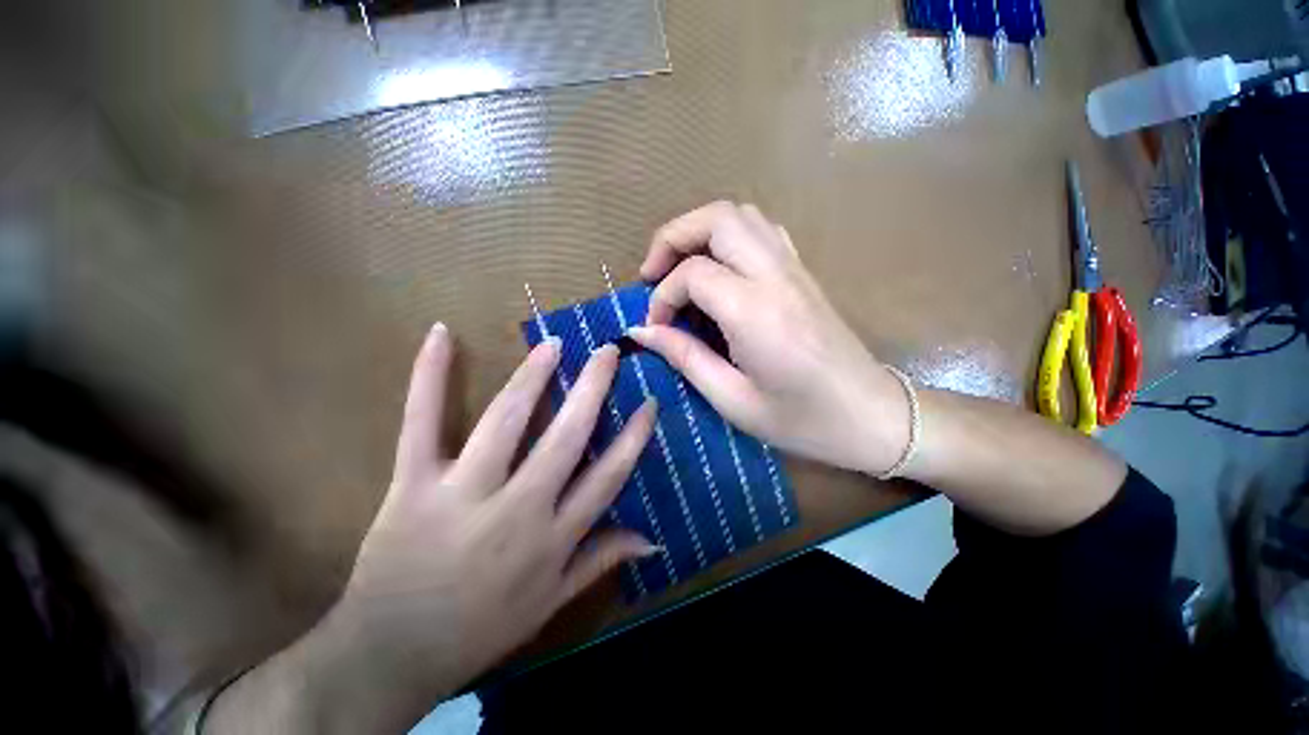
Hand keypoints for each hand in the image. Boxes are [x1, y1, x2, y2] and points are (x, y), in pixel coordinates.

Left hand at [208, 327, 658, 733]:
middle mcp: (519, 509)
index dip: (634, 436)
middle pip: (567, 437)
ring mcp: (464, 493)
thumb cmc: (480, 630)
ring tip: (553, 345)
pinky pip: (422, 422)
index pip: (608, 475)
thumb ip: (601, 560)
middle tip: (608, 352)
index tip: (649, 401)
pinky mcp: (413, 485)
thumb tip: (652, 539)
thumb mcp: (552, 603)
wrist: (391, 657)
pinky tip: (441, 335)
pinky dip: (429, 376)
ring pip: (507, 420)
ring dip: (532, 377)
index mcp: (553, 538)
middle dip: (593, 389)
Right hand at [629, 202, 909, 475]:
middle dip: (673, 237)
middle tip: (652, 272)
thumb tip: (643, 331)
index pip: (693, 274)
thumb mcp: (733, 399)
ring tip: (680, 267)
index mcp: (755, 312)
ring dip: (701, 231)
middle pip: (717, 219)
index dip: (662, 296)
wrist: (872, 417)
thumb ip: (685, 357)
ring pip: (741, 215)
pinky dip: (730, 236)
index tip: (655, 325)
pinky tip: (720, 268)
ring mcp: (795, 268)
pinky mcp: (804, 273)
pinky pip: (763, 231)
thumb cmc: (803, 421)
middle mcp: (776, 276)